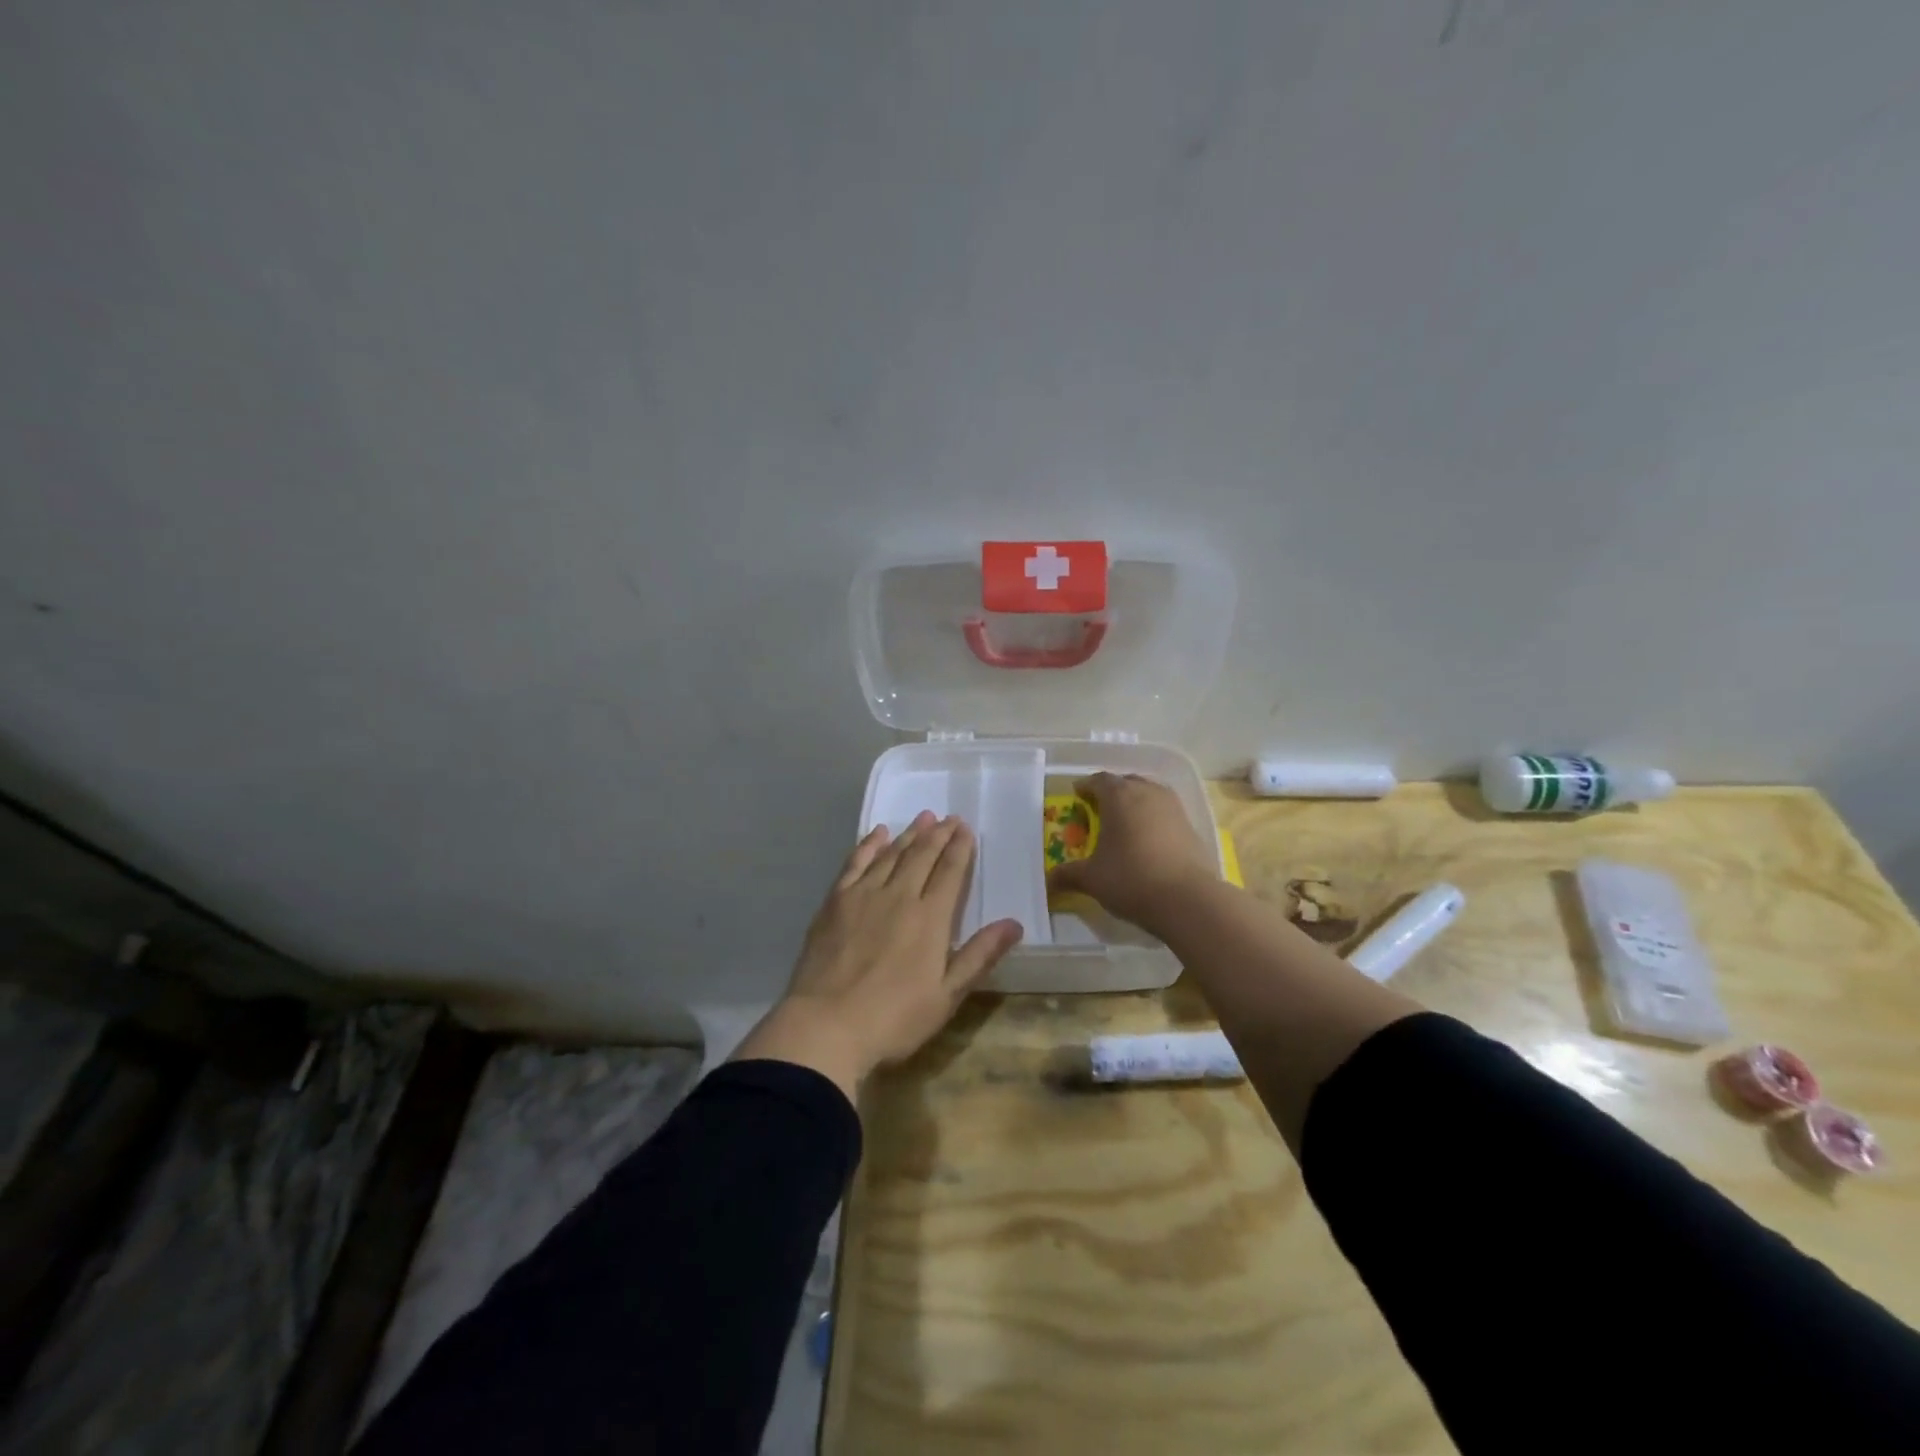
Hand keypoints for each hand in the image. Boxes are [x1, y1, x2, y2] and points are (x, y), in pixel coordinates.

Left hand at [731, 811, 1022, 1100]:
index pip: (950, 872)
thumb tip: (1013, 923)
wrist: (826, 1024)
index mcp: (931, 918)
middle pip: (922, 856)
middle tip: (949, 818)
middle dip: (938, 835)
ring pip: (892, 854)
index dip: (960, 848)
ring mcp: (864, 895)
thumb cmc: (894, 1018)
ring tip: (923, 818)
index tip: (966, 829)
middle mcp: (900, 896)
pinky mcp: (835, 901)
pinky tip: (877, 834)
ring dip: (909, 834)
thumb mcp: (947, 996)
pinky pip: (856, 863)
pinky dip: (869, 845)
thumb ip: (979, 955)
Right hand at [1046, 773, 1216, 933]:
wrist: (1188, 899)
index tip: (1077, 795)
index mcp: (1119, 796)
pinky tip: (1149, 839)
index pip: (1099, 780)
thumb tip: (1048, 881)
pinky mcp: (1191, 825)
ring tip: (1125, 821)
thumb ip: (1068, 875)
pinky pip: (1166, 811)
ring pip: (1149, 793)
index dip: (1086, 786)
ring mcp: (1173, 807)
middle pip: (1126, 782)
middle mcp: (1147, 792)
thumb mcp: (1091, 879)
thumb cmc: (1131, 879)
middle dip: (1111, 791)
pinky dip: (1154, 818)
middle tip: (1099, 808)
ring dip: (1135, 802)